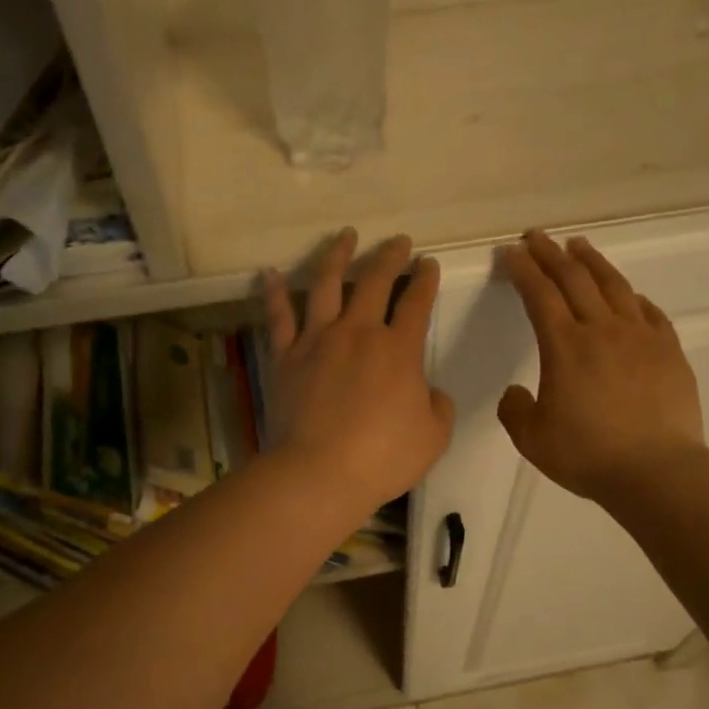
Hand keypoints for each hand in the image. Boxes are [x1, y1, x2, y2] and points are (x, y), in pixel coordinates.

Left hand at [261, 229, 454, 511]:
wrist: (319, 473)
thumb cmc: (382, 458)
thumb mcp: (434, 436)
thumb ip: (438, 406)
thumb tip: (429, 391)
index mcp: (399, 349)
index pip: (416, 303)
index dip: (425, 281)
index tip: (428, 264)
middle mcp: (358, 333)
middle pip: (375, 282)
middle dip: (389, 256)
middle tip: (398, 241)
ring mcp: (317, 341)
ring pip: (326, 285)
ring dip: (337, 256)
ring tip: (345, 236)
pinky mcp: (285, 357)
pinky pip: (279, 317)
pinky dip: (274, 293)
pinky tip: (270, 272)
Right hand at [498, 229, 705, 502]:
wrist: (656, 471)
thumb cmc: (588, 455)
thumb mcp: (532, 439)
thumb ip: (515, 410)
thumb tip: (516, 392)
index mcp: (564, 346)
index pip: (539, 294)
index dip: (523, 269)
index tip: (511, 252)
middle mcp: (602, 330)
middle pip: (574, 279)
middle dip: (551, 254)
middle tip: (536, 237)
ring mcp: (640, 337)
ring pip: (614, 286)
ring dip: (592, 262)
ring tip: (578, 246)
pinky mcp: (669, 351)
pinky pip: (649, 312)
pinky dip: (632, 297)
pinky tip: (628, 295)